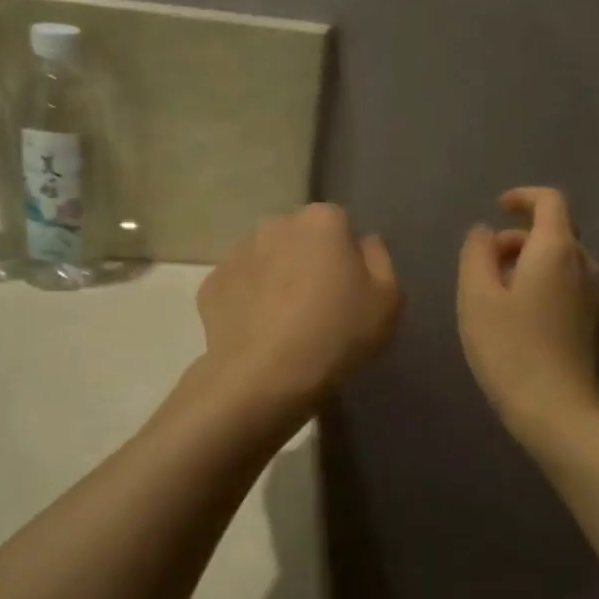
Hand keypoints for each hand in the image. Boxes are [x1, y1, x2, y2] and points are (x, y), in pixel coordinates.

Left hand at [196, 203, 401, 411]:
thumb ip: (380, 260)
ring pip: (266, 259)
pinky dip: (248, 302)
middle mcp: (276, 225)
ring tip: (286, 323)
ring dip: (276, 279)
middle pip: (300, 238)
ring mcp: (237, 253)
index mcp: (322, 221)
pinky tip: (260, 333)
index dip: (347, 256)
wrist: (265, 377)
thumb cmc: (337, 334)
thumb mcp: (388, 301)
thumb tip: (365, 242)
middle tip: (319, 305)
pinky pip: (240, 287)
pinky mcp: (211, 285)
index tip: (350, 288)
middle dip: (308, 261)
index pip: (340, 224)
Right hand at [457, 187, 598, 440]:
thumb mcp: (476, 297)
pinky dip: (544, 286)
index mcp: (557, 250)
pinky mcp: (597, 324)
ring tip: (497, 298)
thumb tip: (485, 232)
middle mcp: (586, 266)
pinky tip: (521, 321)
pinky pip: (569, 288)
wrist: (559, 412)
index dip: (523, 197)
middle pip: (555, 233)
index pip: (550, 201)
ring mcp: (597, 297)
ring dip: (529, 265)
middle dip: (518, 239)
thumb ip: (476, 253)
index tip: (498, 208)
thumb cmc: (510, 349)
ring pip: (562, 263)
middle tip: (484, 267)